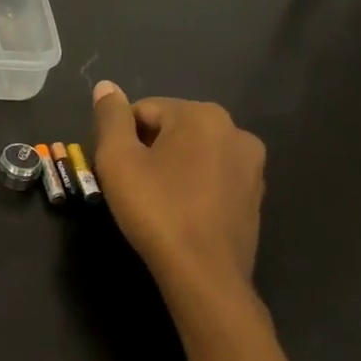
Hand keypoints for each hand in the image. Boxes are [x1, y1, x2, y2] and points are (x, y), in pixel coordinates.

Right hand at [91, 80, 264, 295]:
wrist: (204, 274)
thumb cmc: (156, 209)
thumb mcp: (118, 159)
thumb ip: (110, 117)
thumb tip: (106, 86)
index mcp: (202, 115)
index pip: (144, 110)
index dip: (121, 138)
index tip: (116, 169)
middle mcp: (235, 131)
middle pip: (171, 129)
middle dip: (147, 150)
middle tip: (131, 186)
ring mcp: (252, 166)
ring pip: (193, 154)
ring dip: (170, 168)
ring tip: (154, 201)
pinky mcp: (254, 196)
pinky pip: (212, 178)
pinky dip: (192, 187)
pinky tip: (179, 213)